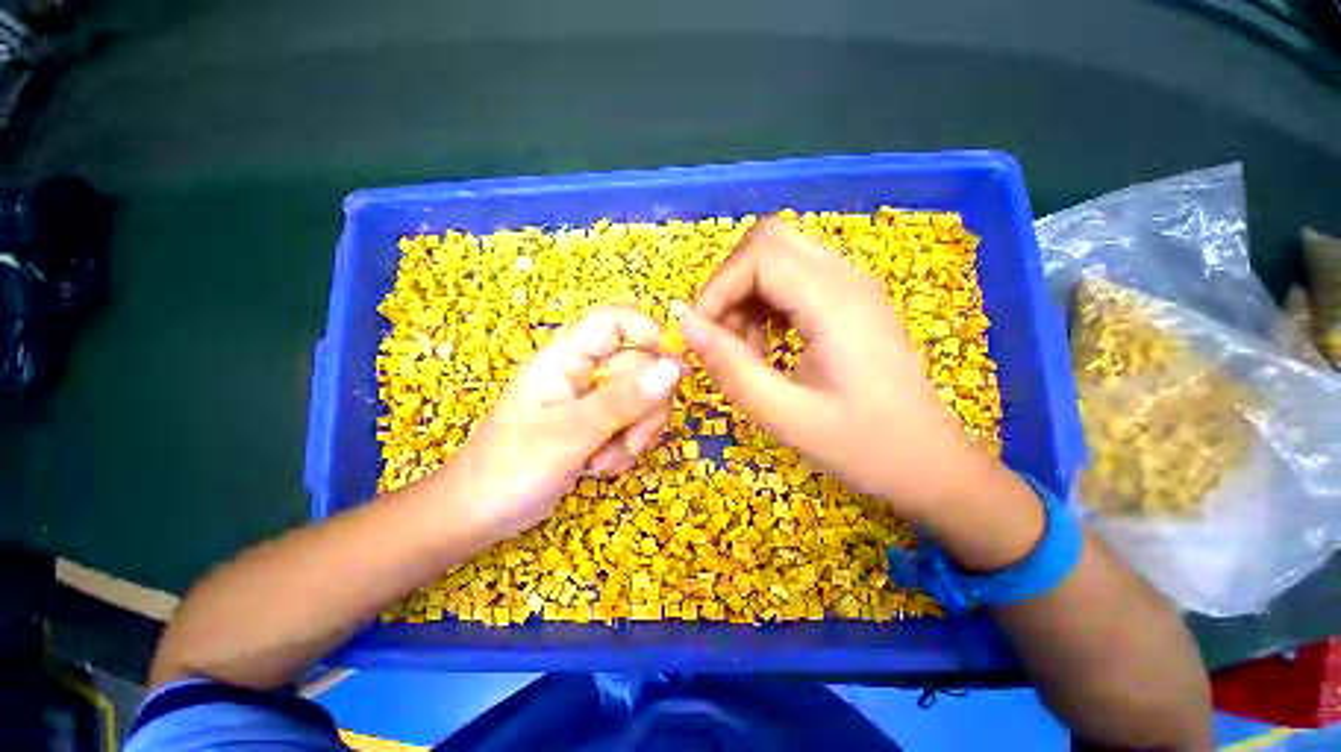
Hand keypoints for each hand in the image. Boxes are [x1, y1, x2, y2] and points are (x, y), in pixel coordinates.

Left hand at [436, 306, 681, 537]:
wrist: (481, 516)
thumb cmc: (511, 468)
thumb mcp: (569, 434)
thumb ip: (622, 401)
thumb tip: (671, 369)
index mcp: (565, 359)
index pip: (614, 322)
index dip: (648, 332)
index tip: (676, 365)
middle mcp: (584, 374)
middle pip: (640, 366)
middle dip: (645, 407)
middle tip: (631, 438)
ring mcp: (594, 402)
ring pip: (643, 400)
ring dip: (636, 434)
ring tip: (603, 461)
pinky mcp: (600, 426)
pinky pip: (634, 425)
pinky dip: (626, 449)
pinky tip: (599, 468)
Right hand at [683, 218, 991, 521]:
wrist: (930, 464)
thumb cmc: (864, 447)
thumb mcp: (785, 415)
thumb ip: (730, 367)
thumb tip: (685, 326)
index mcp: (836, 303)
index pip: (759, 255)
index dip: (718, 288)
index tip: (700, 334)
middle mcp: (847, 279)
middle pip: (768, 242)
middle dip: (730, 283)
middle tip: (720, 335)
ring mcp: (852, 287)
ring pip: (779, 257)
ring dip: (746, 294)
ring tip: (743, 347)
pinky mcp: (850, 302)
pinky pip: (794, 280)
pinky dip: (765, 303)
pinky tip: (766, 345)